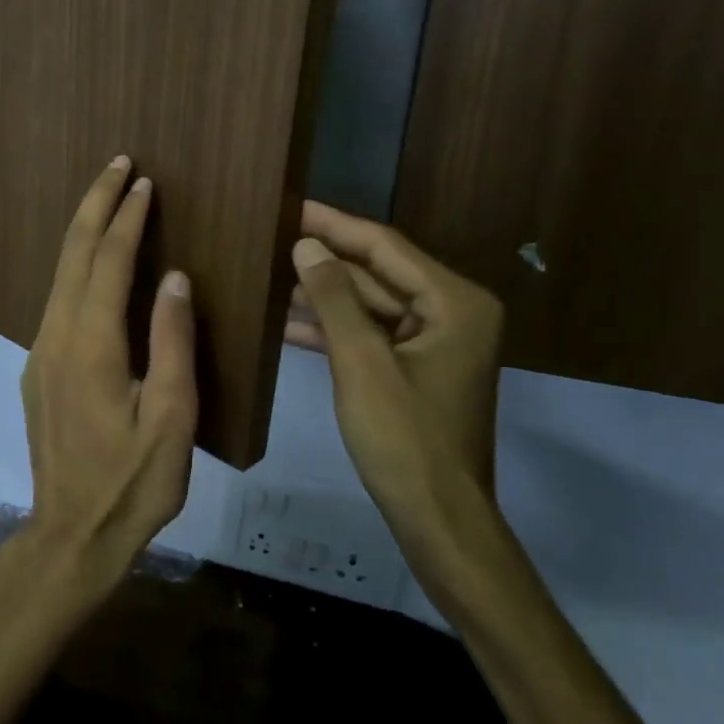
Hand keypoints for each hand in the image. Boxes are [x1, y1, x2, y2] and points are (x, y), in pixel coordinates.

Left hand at [19, 157, 197, 595]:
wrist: (71, 535)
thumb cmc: (133, 483)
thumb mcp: (171, 419)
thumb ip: (171, 343)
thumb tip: (173, 277)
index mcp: (91, 346)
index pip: (107, 263)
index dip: (126, 219)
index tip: (143, 182)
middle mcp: (56, 338)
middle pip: (72, 255)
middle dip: (95, 205)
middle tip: (118, 165)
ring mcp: (41, 353)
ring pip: (59, 275)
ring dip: (84, 230)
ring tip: (108, 198)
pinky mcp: (39, 370)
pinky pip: (57, 300)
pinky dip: (76, 265)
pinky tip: (92, 261)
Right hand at [287, 200, 503, 537]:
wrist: (437, 518)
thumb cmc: (404, 438)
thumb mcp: (362, 363)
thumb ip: (334, 298)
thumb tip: (306, 245)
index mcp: (454, 302)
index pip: (384, 247)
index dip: (334, 225)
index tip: (291, 205)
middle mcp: (451, 311)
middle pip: (378, 272)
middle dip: (325, 260)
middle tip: (273, 236)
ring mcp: (434, 341)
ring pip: (370, 304)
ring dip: (324, 296)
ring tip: (270, 275)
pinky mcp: (416, 367)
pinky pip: (371, 334)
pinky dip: (334, 330)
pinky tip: (287, 323)